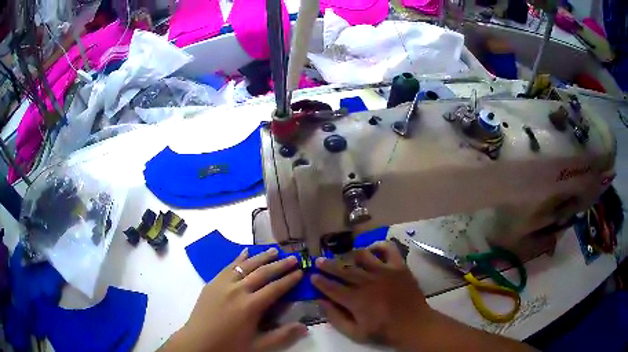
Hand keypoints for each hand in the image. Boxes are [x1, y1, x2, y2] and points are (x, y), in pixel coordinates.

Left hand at [163, 248, 307, 351]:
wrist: (198, 342)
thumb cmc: (229, 346)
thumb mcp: (258, 346)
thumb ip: (282, 336)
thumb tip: (305, 327)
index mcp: (251, 306)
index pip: (275, 288)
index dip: (290, 280)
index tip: (301, 271)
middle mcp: (238, 290)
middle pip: (262, 273)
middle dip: (280, 265)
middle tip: (294, 257)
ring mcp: (223, 284)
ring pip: (245, 265)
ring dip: (261, 257)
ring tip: (274, 250)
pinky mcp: (212, 283)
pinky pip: (228, 266)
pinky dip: (238, 258)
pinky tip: (245, 252)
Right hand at [311, 241, 431, 346]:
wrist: (413, 324)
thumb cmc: (383, 330)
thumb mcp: (355, 333)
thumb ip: (336, 318)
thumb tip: (321, 302)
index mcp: (356, 299)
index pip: (331, 287)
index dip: (320, 281)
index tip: (312, 277)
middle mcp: (367, 281)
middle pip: (343, 269)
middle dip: (328, 265)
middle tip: (318, 261)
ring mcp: (384, 271)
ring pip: (362, 256)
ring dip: (350, 255)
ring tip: (345, 256)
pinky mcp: (398, 266)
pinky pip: (388, 249)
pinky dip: (379, 246)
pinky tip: (372, 250)